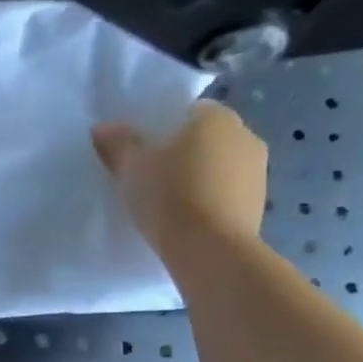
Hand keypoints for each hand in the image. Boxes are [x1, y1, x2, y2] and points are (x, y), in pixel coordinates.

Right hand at [92, 102, 266, 257]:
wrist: (209, 249)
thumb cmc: (169, 196)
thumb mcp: (132, 168)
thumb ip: (118, 143)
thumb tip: (103, 127)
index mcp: (216, 118)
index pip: (188, 112)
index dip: (164, 129)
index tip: (144, 152)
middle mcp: (245, 135)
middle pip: (206, 139)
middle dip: (183, 153)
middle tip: (153, 177)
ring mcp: (259, 171)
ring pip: (219, 166)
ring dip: (199, 177)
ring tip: (170, 202)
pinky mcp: (259, 204)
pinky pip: (228, 193)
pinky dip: (211, 200)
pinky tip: (188, 219)